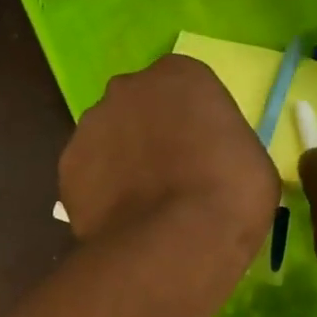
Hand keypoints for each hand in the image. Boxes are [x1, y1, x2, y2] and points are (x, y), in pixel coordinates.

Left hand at [59, 55, 278, 254]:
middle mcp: (127, 88)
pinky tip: (118, 220)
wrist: (176, 241)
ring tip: (139, 205)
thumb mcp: (249, 159)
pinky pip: (87, 176)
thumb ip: (219, 144)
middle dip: (147, 135)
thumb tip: (204, 163)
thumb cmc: (231, 194)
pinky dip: (99, 193)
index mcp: (179, 74)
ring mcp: (90, 126)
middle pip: (137, 108)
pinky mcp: (67, 167)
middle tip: (166, 177)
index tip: (198, 152)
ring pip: (106, 140)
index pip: (182, 88)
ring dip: (119, 163)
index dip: (189, 122)